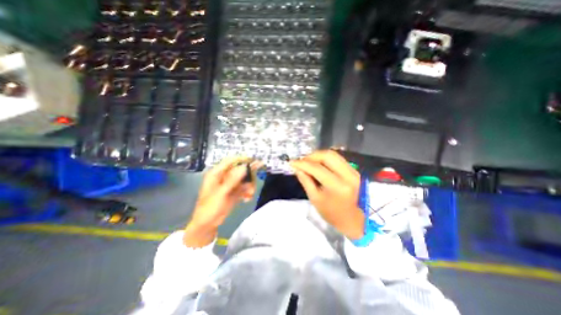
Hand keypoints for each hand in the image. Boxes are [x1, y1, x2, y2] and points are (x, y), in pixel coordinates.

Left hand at [185, 157, 262, 246]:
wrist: (207, 225)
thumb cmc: (209, 208)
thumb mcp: (221, 193)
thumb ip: (233, 180)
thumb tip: (244, 167)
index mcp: (217, 174)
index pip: (230, 161)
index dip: (242, 159)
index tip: (253, 161)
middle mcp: (224, 176)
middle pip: (240, 170)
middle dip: (249, 176)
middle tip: (255, 181)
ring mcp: (230, 184)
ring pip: (245, 179)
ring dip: (249, 186)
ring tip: (250, 195)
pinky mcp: (235, 191)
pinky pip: (245, 188)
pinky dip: (248, 192)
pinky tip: (247, 199)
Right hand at [292, 151, 366, 239]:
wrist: (351, 219)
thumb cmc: (331, 212)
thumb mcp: (314, 198)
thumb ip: (305, 180)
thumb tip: (296, 167)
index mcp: (338, 186)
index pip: (317, 168)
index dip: (303, 163)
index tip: (292, 162)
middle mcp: (348, 175)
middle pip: (327, 156)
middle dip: (311, 156)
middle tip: (301, 161)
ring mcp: (353, 172)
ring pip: (333, 154)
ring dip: (318, 156)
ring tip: (308, 162)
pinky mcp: (354, 170)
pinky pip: (337, 158)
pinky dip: (325, 159)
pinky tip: (317, 164)